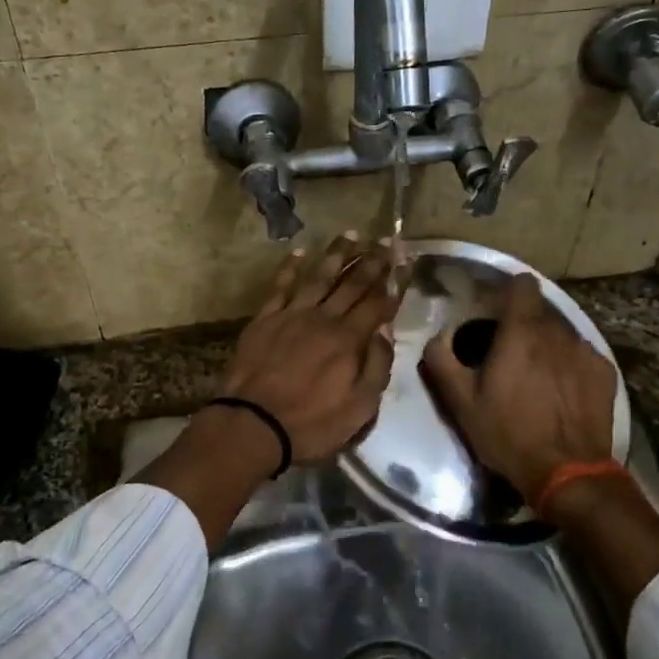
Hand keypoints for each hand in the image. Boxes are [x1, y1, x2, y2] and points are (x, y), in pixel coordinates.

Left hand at [219, 232, 401, 463]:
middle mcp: (324, 318)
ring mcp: (291, 315)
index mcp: (349, 340)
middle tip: (387, 240)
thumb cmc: (311, 423)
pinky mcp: (264, 319)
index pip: (379, 302)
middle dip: (373, 260)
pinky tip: (300, 252)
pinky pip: (280, 286)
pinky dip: (290, 267)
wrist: (253, 424)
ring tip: (352, 234)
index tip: (406, 260)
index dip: (395, 280)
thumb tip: (386, 332)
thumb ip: (377, 367)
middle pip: (352, 283)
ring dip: (337, 254)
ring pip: (319, 277)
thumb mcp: (359, 408)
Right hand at [419, 273, 616, 512]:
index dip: (506, 292)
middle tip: (507, 352)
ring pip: (561, 332)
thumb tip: (437, 337)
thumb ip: (442, 361)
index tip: (494, 310)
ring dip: (546, 344)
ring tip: (535, 375)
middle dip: (523, 323)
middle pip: (540, 310)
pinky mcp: (605, 372)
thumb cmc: (508, 434)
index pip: (522, 285)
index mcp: (521, 332)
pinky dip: (568, 364)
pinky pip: (581, 355)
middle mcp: (558, 332)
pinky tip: (560, 391)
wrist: (567, 472)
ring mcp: (586, 351)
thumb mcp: (461, 402)